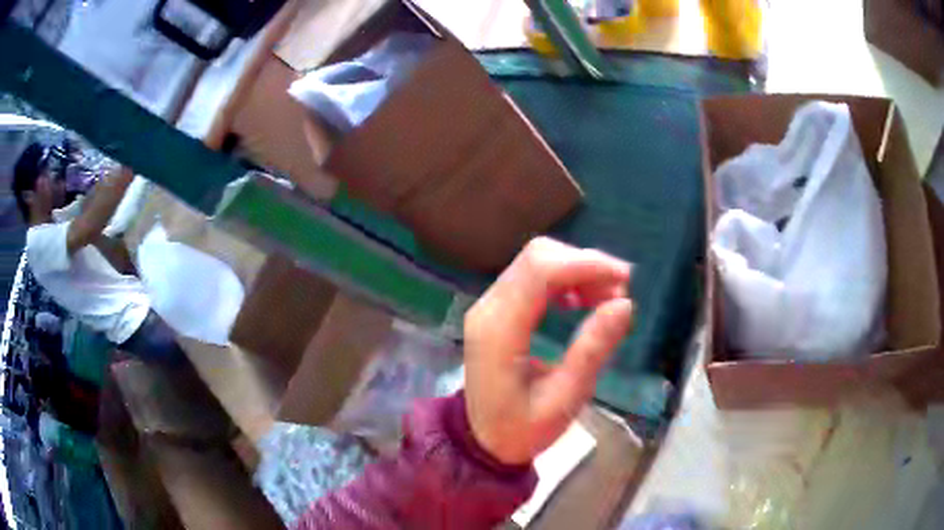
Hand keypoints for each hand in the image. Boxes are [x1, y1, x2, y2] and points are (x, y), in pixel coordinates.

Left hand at [464, 237, 633, 464]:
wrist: (482, 440)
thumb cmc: (522, 429)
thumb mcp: (564, 399)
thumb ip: (592, 350)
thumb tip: (624, 304)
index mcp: (499, 331)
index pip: (539, 271)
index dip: (585, 264)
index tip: (624, 279)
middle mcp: (488, 308)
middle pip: (537, 257)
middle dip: (585, 264)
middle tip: (618, 292)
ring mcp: (488, 306)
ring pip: (535, 262)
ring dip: (576, 270)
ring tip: (606, 298)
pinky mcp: (496, 310)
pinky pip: (531, 277)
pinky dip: (562, 279)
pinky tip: (580, 301)